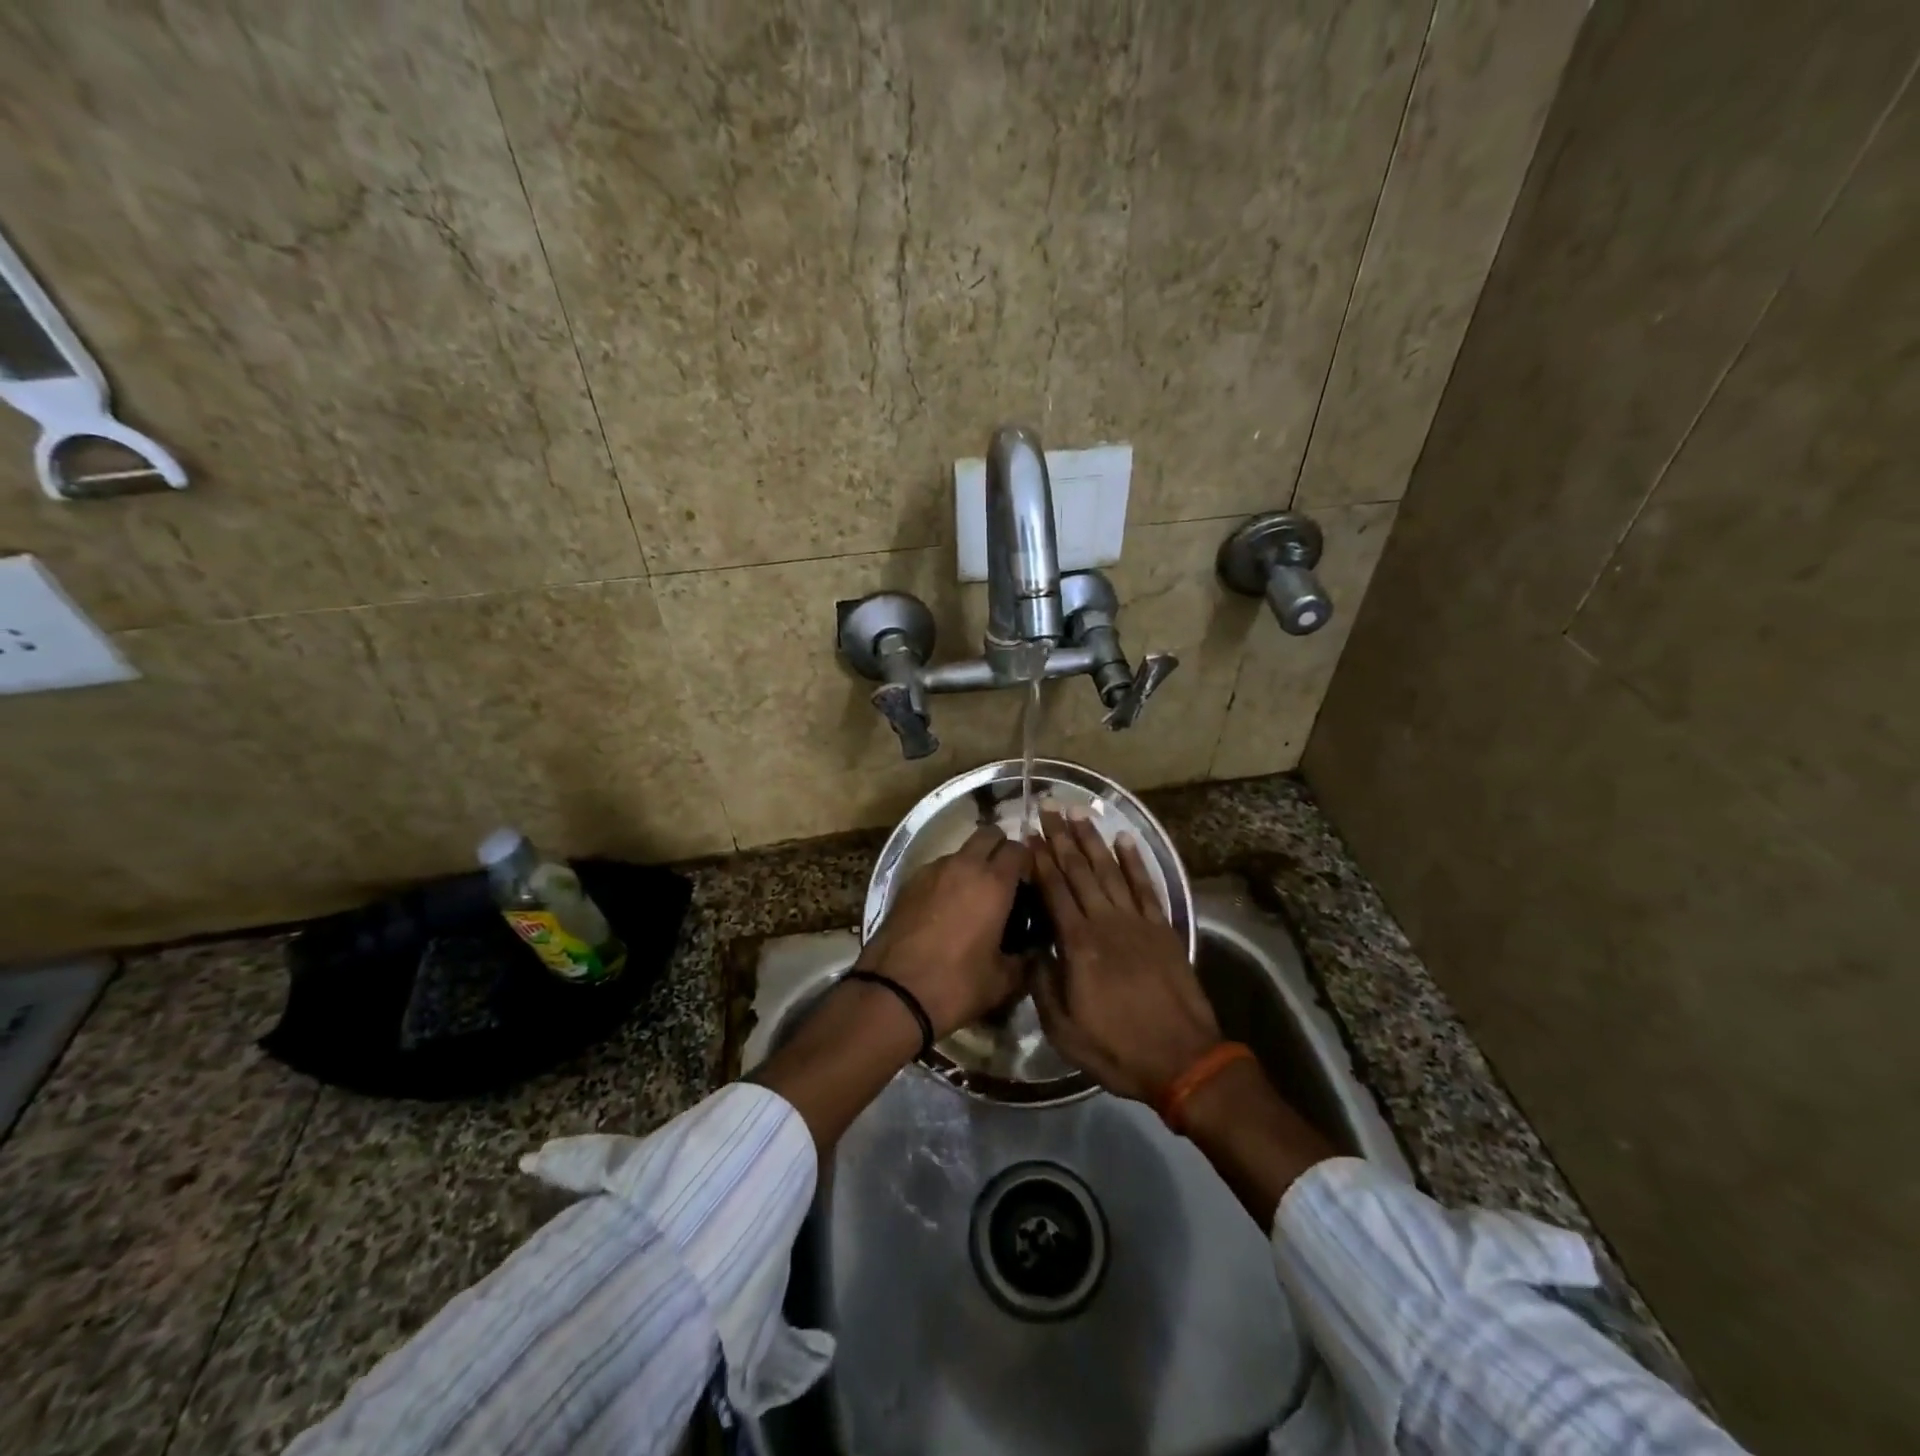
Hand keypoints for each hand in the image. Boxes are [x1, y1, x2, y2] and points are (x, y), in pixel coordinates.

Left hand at [856, 825, 1029, 1038]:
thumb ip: (1025, 960)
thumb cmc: (957, 985)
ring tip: (972, 898)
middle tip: (1004, 880)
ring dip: (971, 864)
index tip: (1029, 884)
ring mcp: (931, 870)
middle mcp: (963, 865)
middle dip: (1000, 849)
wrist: (893, 993)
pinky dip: (946, 879)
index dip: (1027, 863)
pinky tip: (944, 909)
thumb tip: (1034, 950)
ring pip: (960, 851)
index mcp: (993, 883)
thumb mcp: (1003, 981)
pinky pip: (936, 869)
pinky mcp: (907, 883)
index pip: (1019, 849)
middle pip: (988, 834)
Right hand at [1030, 809, 1222, 1101]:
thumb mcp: (1064, 1030)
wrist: (1183, 1059)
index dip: (1040, 861)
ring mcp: (1137, 922)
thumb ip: (1043, 985)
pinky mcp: (1162, 929)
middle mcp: (1106, 923)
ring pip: (1111, 870)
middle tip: (1049, 808)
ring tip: (1079, 813)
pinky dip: (1135, 860)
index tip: (1028, 835)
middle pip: (1080, 871)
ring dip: (1093, 840)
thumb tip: (1031, 950)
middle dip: (1062, 838)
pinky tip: (1124, 839)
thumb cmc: (1117, 1048)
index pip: (1054, 891)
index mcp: (1079, 945)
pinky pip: (1146, 886)